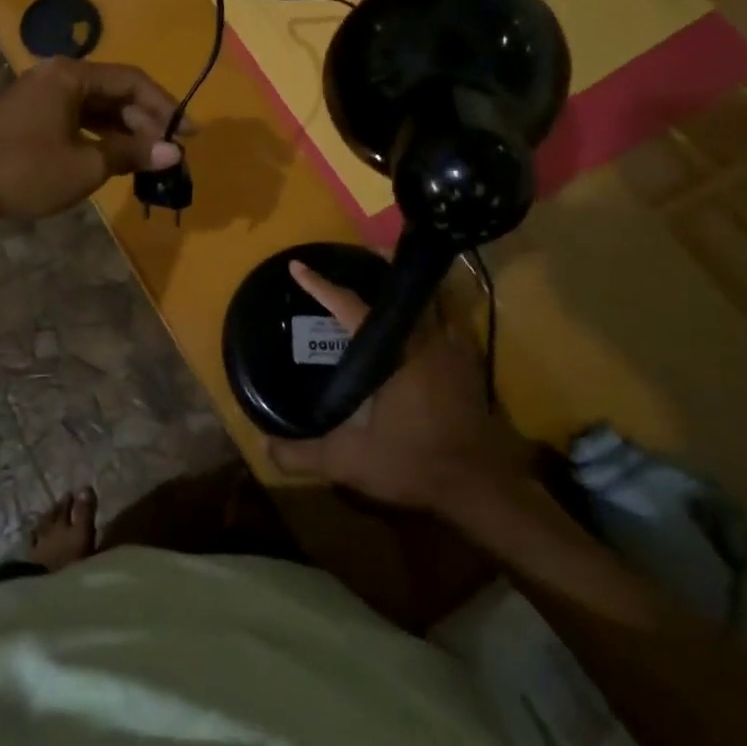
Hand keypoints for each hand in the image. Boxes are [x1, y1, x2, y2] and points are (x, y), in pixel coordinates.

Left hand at [0, 58, 184, 221]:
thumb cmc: (24, 170)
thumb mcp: (85, 165)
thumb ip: (131, 154)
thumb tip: (173, 152)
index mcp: (72, 75)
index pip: (133, 82)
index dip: (166, 107)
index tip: (190, 133)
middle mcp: (56, 75)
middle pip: (114, 91)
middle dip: (145, 121)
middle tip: (168, 152)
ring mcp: (39, 94)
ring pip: (94, 107)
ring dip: (123, 130)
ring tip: (146, 158)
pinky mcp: (28, 115)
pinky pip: (75, 118)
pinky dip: (98, 135)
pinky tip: (112, 157)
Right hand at [267, 260, 537, 518]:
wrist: (481, 488)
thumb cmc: (415, 464)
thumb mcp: (351, 463)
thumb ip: (305, 455)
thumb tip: (266, 448)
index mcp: (394, 353)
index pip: (351, 307)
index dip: (321, 286)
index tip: (298, 267)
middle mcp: (425, 340)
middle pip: (400, 288)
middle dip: (378, 267)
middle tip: (356, 257)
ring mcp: (453, 349)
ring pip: (430, 299)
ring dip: (408, 287)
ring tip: (386, 284)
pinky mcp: (470, 364)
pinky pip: (449, 319)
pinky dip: (432, 309)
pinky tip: (419, 323)